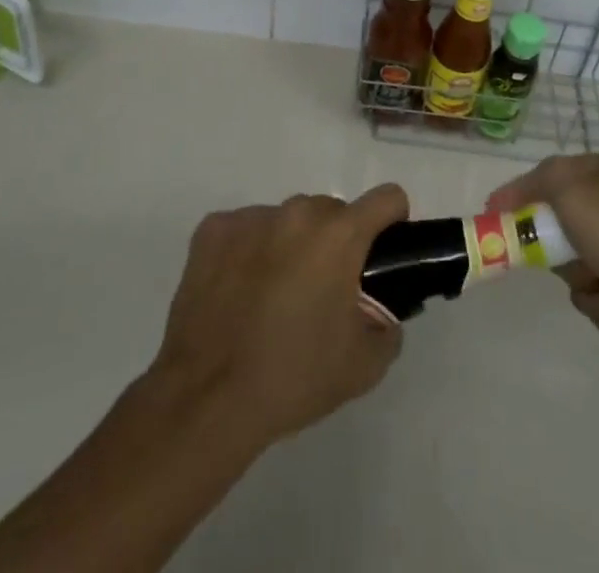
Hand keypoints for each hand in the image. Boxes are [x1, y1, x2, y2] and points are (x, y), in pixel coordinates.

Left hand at [150, 185, 409, 448]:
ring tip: (273, 298)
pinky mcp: (212, 230)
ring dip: (291, 246)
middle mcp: (297, 212)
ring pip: (287, 221)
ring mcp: (251, 217)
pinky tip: (238, 293)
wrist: (206, 400)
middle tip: (322, 293)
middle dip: (335, 243)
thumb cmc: (293, 377)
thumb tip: (380, 311)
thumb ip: (386, 327)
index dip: (392, 221)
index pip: (386, 198)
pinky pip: (246, 230)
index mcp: (339, 235)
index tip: (383, 251)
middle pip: (332, 212)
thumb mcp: (364, 366)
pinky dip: (249, 252)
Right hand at [489, 155, 598, 375]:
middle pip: (559, 233)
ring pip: (582, 277)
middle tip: (580, 266)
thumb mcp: (577, 196)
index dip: (515, 200)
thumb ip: (540, 184)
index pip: (541, 179)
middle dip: (564, 260)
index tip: (492, 225)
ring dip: (595, 295)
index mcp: (598, 175)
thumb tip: (510, 195)